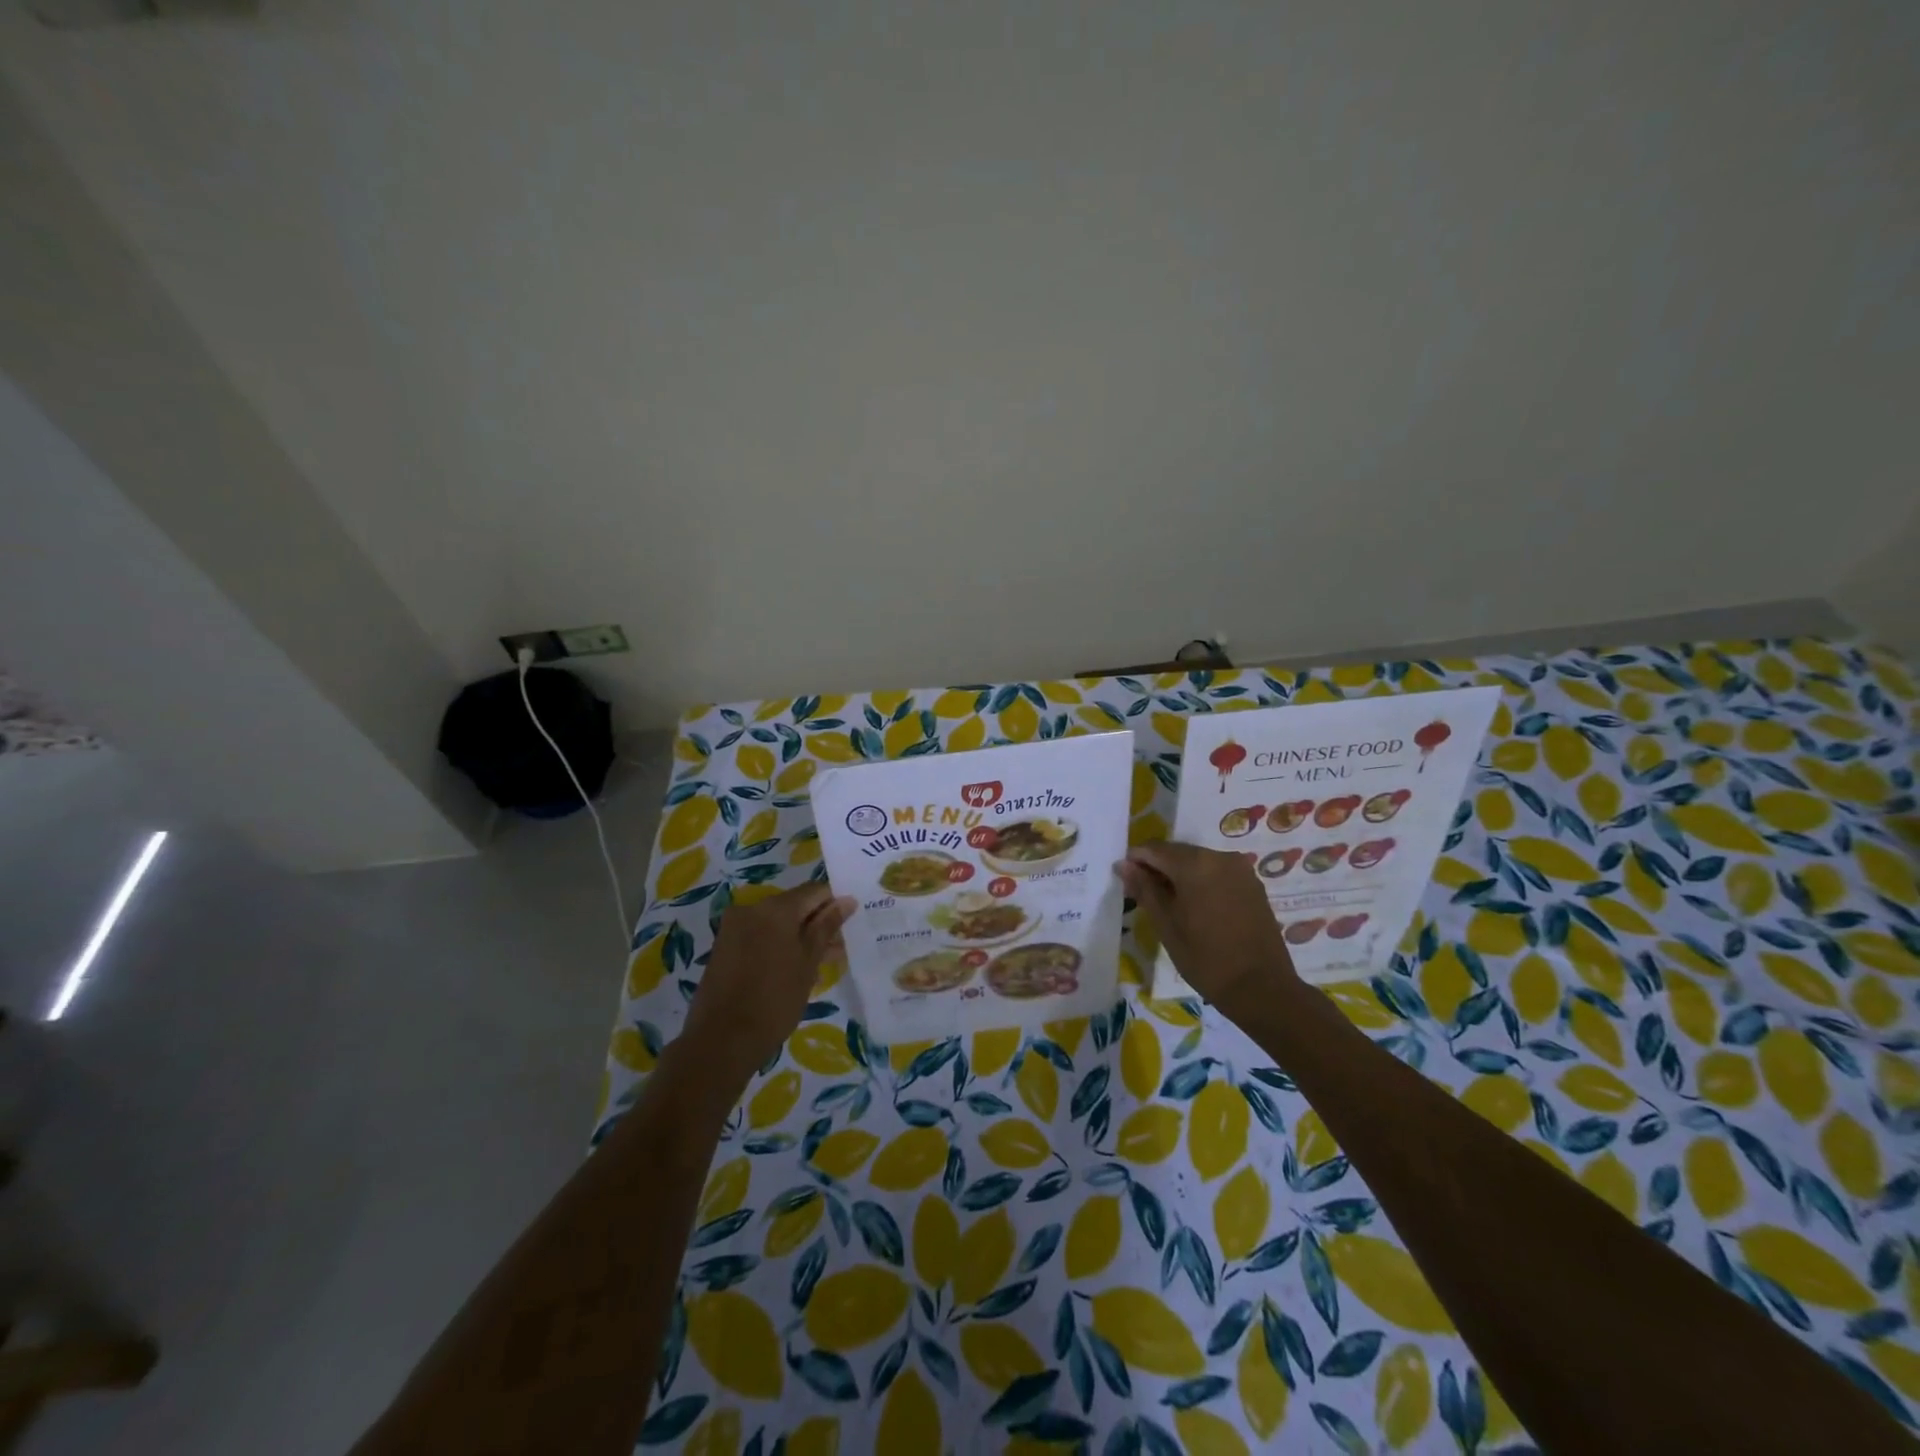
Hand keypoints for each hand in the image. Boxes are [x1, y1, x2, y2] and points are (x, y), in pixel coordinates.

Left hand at [681, 882, 854, 1088]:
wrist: (721, 1041)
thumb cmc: (775, 1000)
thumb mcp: (808, 963)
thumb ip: (827, 927)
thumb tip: (847, 900)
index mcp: (775, 908)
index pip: (814, 891)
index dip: (834, 905)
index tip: (849, 926)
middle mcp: (751, 909)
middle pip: (795, 906)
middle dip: (818, 924)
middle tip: (838, 950)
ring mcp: (734, 928)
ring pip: (777, 923)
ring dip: (800, 937)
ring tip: (821, 964)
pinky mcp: (725, 947)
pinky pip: (760, 936)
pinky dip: (779, 946)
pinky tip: (795, 970)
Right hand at [1117, 842, 1296, 1017]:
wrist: (1261, 988)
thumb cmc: (1205, 958)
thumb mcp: (1166, 925)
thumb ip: (1144, 889)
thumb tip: (1124, 865)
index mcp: (1194, 864)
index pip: (1154, 849)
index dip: (1136, 861)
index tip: (1125, 880)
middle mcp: (1219, 856)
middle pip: (1177, 852)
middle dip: (1158, 868)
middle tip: (1143, 894)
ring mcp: (1240, 869)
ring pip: (1198, 862)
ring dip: (1180, 875)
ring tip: (1169, 903)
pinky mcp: (1253, 884)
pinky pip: (1217, 872)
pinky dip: (1201, 882)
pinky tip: (1195, 906)